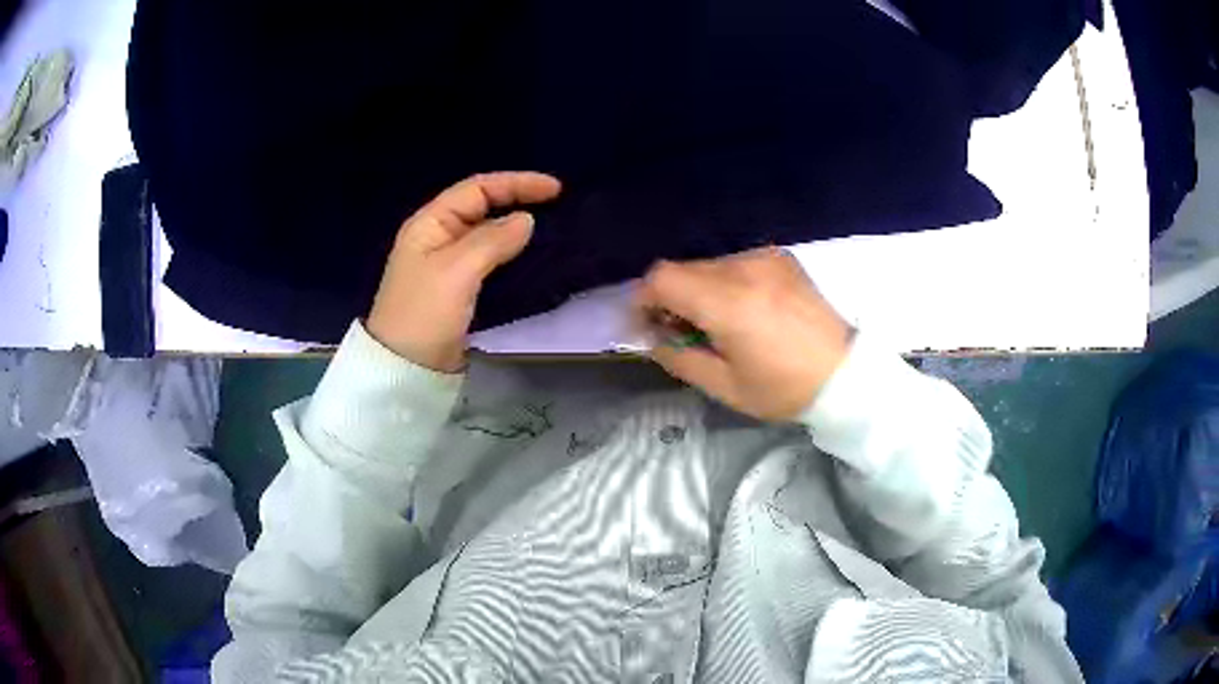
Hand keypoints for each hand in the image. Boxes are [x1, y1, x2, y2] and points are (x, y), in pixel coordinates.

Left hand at [367, 172, 561, 371]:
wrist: (405, 368)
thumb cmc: (424, 313)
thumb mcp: (457, 271)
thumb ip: (492, 240)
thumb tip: (527, 220)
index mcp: (430, 223)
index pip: (477, 189)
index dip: (516, 183)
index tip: (555, 189)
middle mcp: (438, 236)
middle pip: (483, 207)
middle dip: (518, 201)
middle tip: (559, 207)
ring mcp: (447, 264)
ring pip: (488, 234)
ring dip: (517, 229)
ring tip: (552, 229)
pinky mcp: (458, 288)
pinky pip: (489, 260)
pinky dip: (511, 253)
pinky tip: (532, 258)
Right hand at [636, 247, 851, 421]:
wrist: (845, 373)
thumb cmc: (784, 388)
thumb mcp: (725, 386)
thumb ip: (679, 358)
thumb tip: (653, 338)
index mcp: (728, 302)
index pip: (662, 278)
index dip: (644, 299)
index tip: (649, 325)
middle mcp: (744, 268)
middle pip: (683, 269)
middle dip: (671, 298)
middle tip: (682, 331)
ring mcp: (765, 258)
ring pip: (708, 265)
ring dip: (699, 290)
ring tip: (718, 324)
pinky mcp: (780, 257)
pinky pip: (735, 263)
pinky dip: (725, 283)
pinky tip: (743, 310)